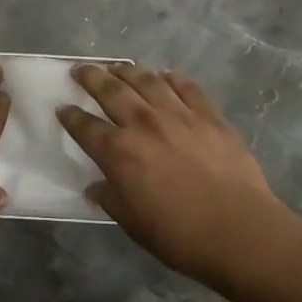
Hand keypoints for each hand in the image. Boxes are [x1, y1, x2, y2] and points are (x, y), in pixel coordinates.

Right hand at [58, 65, 294, 286]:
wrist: (239, 231)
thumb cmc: (180, 235)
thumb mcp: (133, 224)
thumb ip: (111, 199)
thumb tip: (95, 187)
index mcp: (119, 152)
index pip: (85, 127)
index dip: (70, 116)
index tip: (62, 107)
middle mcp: (143, 123)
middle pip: (110, 90)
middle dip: (91, 77)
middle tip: (81, 69)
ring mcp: (178, 114)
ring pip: (146, 80)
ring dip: (127, 70)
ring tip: (118, 66)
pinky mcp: (209, 114)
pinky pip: (186, 86)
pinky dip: (171, 78)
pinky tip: (165, 76)